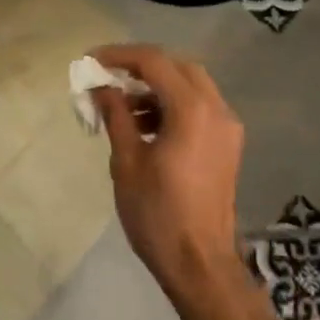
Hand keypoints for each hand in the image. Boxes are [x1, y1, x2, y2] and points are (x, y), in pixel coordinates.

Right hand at [90, 45, 248, 306]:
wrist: (199, 263)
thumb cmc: (158, 213)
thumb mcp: (127, 161)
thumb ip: (116, 115)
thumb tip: (101, 87)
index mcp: (192, 109)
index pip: (154, 61)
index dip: (120, 55)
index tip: (91, 61)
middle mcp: (216, 108)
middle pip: (177, 67)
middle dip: (141, 67)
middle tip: (108, 77)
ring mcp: (227, 126)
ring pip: (191, 85)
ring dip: (157, 86)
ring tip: (122, 105)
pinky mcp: (227, 144)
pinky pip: (199, 107)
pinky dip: (173, 105)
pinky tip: (145, 125)